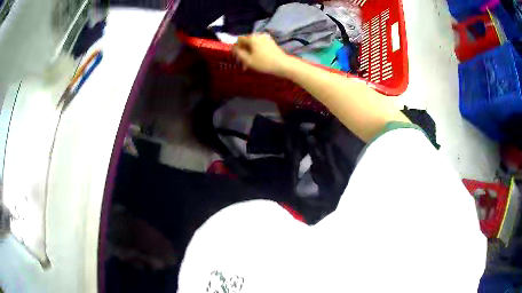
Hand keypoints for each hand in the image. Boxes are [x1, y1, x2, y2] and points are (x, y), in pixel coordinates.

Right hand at [232, 33, 289, 76]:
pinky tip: (258, 60)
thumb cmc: (264, 63)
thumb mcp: (247, 60)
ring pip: (253, 45)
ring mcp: (266, 38)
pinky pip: (260, 46)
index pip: (239, 40)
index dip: (236, 48)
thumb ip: (238, 53)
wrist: (283, 64)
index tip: (237, 58)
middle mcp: (258, 35)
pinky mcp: (272, 43)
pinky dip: (257, 52)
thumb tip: (234, 48)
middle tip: (244, 64)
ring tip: (251, 64)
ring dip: (250, 53)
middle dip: (244, 52)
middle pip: (247, 42)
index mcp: (251, 37)